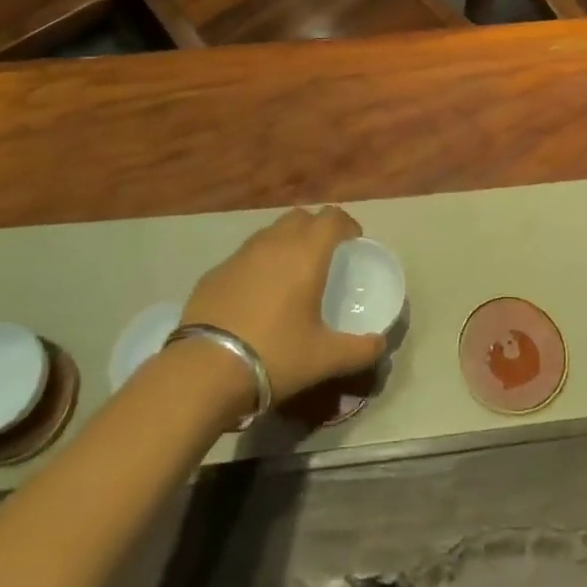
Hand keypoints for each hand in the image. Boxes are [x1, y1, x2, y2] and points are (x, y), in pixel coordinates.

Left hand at [180, 206, 386, 401]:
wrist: (205, 369)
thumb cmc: (275, 355)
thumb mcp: (325, 358)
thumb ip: (360, 349)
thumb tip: (380, 343)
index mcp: (306, 253)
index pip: (332, 217)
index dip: (347, 225)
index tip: (353, 243)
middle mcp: (274, 243)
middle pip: (301, 217)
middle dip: (316, 229)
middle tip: (323, 257)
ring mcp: (240, 254)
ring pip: (271, 233)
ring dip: (286, 243)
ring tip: (290, 275)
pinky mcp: (215, 271)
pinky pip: (245, 256)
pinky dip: (259, 264)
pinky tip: (256, 296)